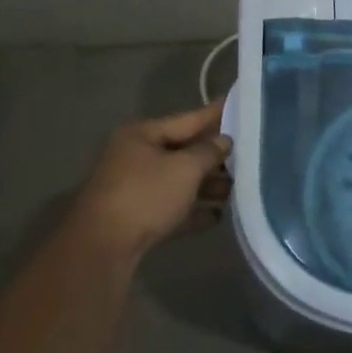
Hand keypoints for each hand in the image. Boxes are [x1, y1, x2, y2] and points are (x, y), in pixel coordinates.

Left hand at [62, 100, 232, 265]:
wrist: (102, 248)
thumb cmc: (146, 195)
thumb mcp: (185, 168)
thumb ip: (209, 152)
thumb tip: (224, 141)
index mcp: (141, 135)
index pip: (187, 119)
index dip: (215, 114)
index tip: (240, 104)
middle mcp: (136, 157)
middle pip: (184, 151)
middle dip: (215, 157)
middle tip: (249, 155)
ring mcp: (134, 189)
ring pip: (179, 181)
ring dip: (207, 186)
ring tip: (238, 190)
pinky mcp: (137, 218)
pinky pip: (172, 208)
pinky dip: (193, 210)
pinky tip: (218, 216)